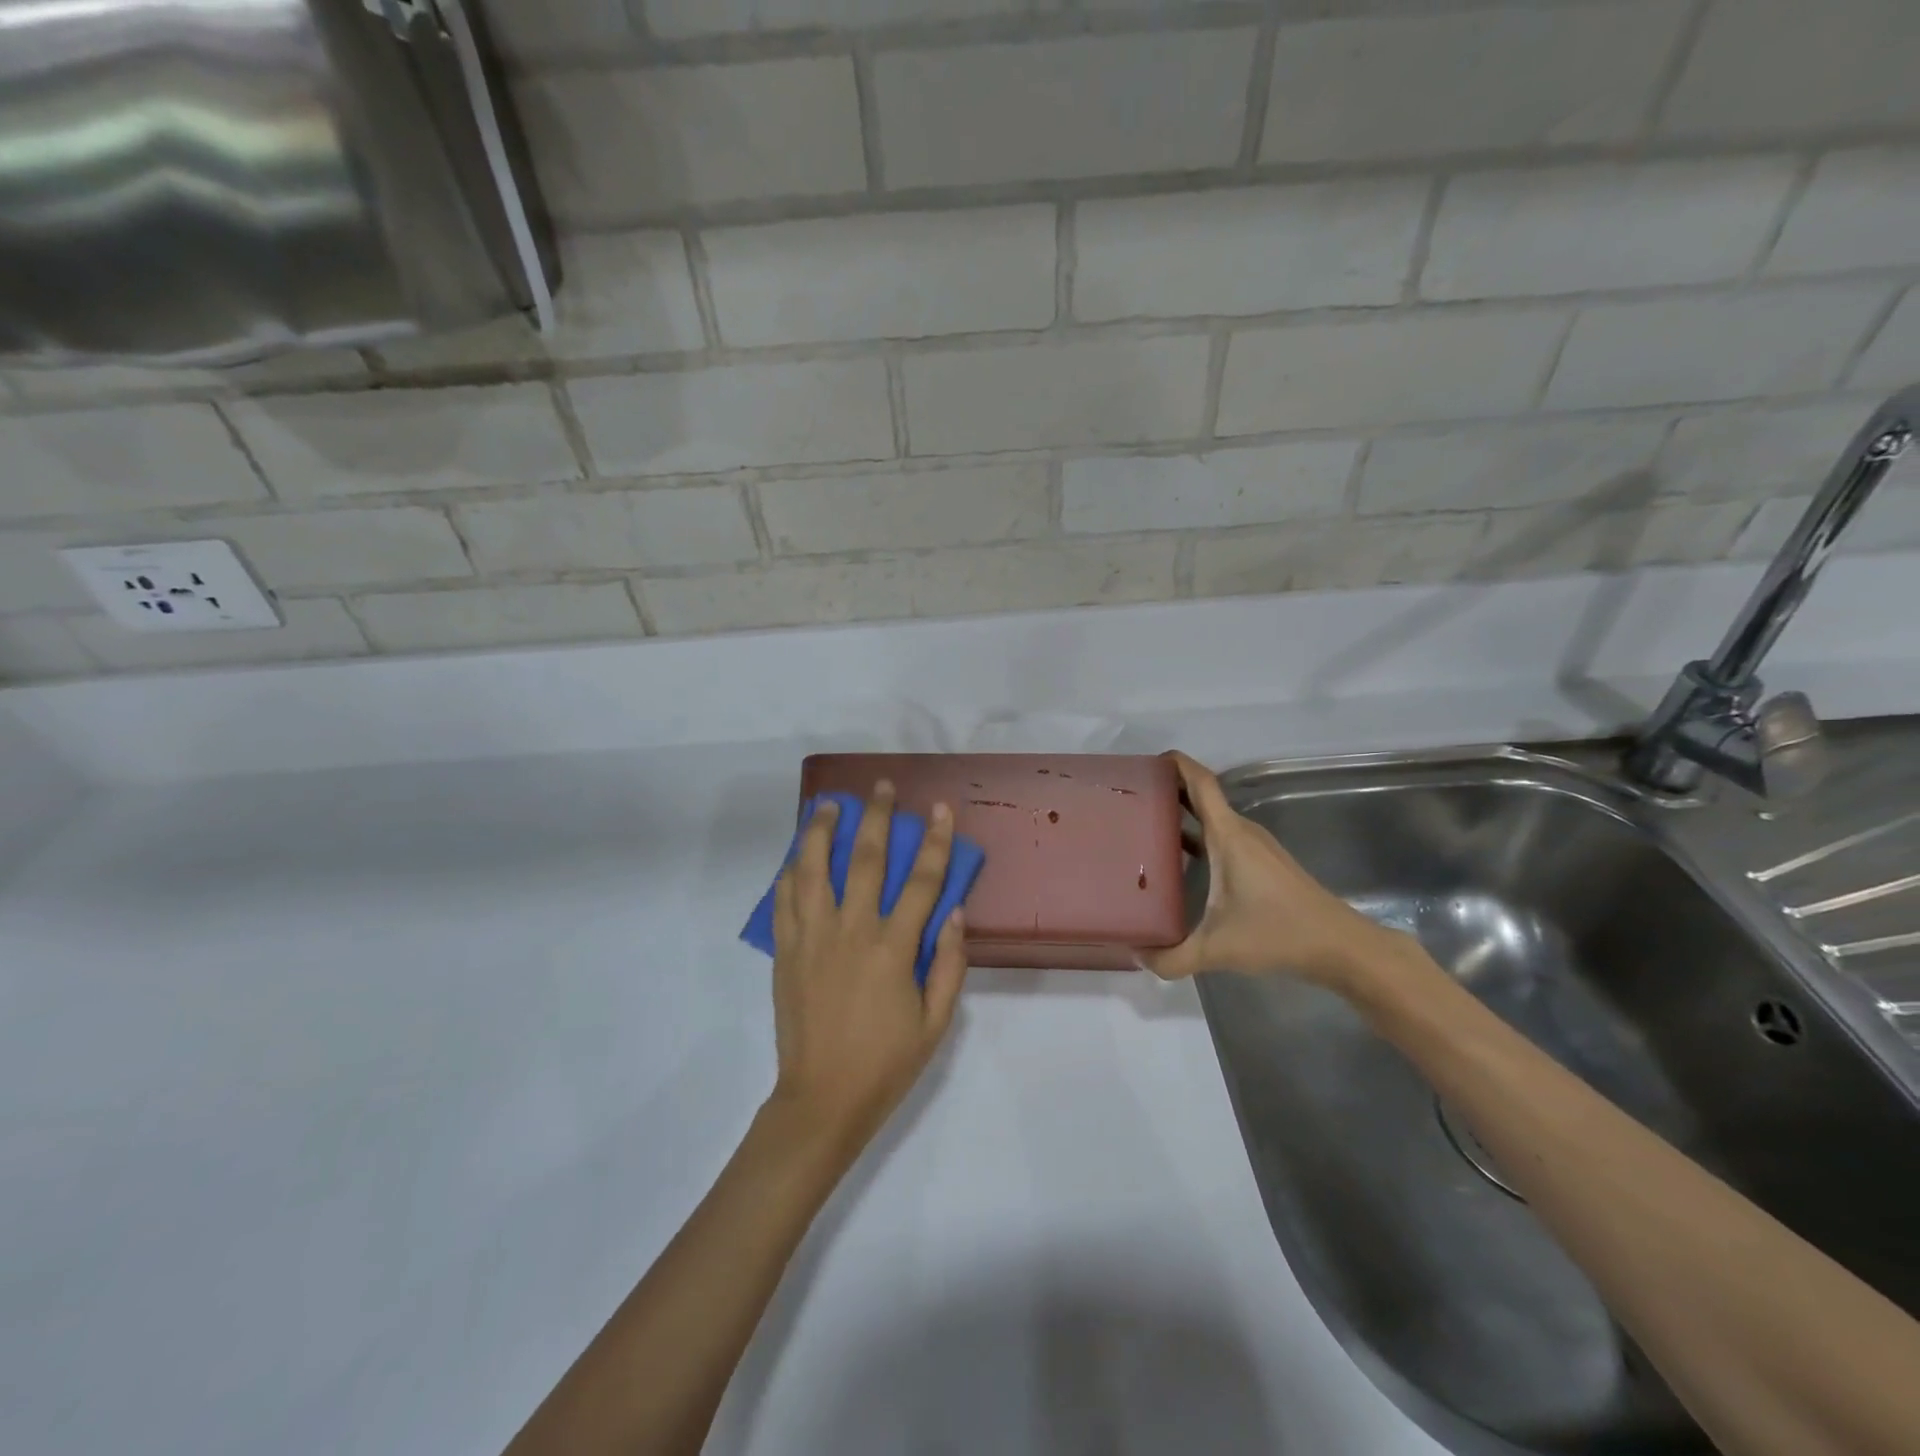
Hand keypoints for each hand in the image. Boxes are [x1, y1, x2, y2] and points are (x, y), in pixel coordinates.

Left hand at [768, 781, 968, 1158]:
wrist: (822, 1099)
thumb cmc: (886, 1063)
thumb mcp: (936, 1021)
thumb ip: (949, 964)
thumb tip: (955, 912)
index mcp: (892, 949)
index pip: (920, 881)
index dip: (933, 841)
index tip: (939, 809)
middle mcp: (851, 932)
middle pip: (864, 859)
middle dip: (875, 817)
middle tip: (880, 787)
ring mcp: (812, 938)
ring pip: (813, 869)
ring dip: (822, 831)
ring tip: (829, 805)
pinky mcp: (786, 951)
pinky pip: (783, 900)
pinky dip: (789, 871)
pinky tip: (796, 855)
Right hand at [1144, 751, 1403, 989]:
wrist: (1341, 947)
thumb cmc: (1279, 933)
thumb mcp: (1218, 949)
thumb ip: (1172, 957)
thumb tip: (1136, 955)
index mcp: (1229, 836)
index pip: (1201, 783)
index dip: (1176, 765)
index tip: (1146, 762)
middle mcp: (1241, 832)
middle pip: (1201, 796)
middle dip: (1168, 790)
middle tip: (1130, 799)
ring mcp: (1255, 847)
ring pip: (1212, 819)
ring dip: (1182, 815)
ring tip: (1145, 826)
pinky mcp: (1262, 863)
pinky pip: (1221, 836)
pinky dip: (1197, 836)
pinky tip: (1179, 861)